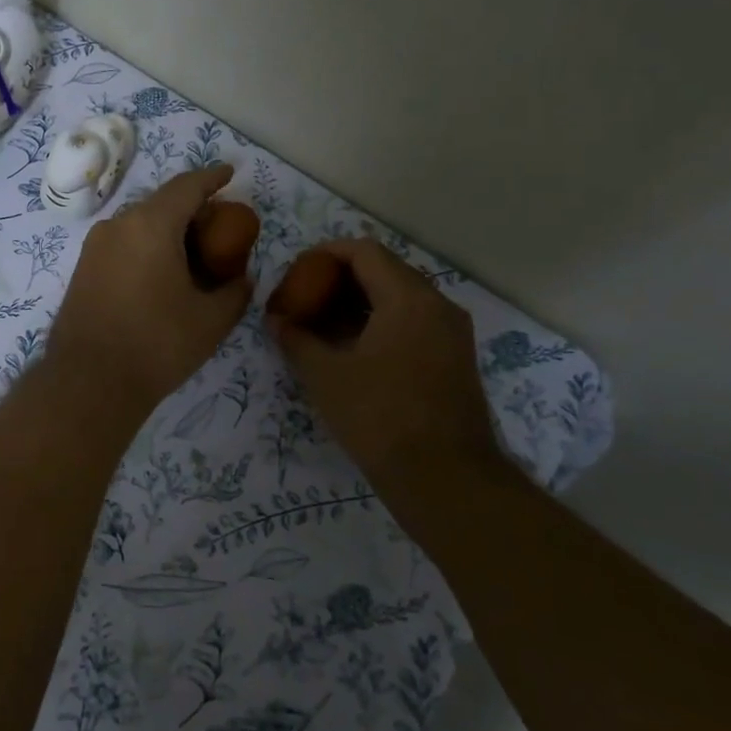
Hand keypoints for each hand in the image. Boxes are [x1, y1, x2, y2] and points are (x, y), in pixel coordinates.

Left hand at [46, 165, 252, 414]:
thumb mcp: (211, 320)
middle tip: (218, 228)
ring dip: (168, 230)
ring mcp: (94, 247)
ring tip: (192, 255)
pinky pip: (122, 244)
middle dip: (192, 209)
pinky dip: (146, 247)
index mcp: (151, 225)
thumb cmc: (157, 344)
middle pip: (161, 204)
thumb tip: (241, 279)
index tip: (230, 174)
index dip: (212, 178)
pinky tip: (161, 275)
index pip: (187, 186)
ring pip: (139, 225)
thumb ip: (234, 291)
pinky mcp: (82, 269)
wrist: (89, 382)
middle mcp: (118, 225)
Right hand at [269, 238, 500, 494]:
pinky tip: (353, 349)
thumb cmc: (380, 418)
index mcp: (408, 298)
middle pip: (385, 271)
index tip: (298, 271)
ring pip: (401, 298)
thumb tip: (275, 320)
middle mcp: (437, 305)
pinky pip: (414, 323)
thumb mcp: (326, 376)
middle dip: (341, 279)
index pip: (365, 252)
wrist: (445, 479)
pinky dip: (381, 323)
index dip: (326, 253)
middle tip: (306, 298)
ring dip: (360, 303)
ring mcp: (452, 332)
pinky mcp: (455, 358)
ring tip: (323, 325)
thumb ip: (296, 339)